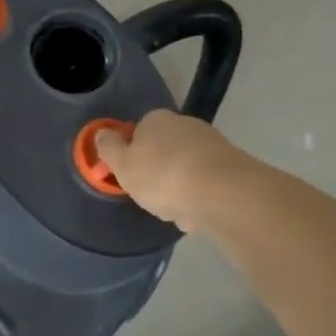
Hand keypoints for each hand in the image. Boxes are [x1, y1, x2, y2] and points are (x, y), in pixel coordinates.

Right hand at [95, 109, 247, 233]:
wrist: (222, 192)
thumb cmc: (161, 176)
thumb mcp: (122, 165)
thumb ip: (108, 148)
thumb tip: (102, 133)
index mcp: (156, 120)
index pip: (137, 132)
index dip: (131, 156)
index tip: (130, 177)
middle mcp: (185, 124)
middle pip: (163, 151)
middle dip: (158, 174)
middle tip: (152, 198)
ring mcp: (212, 143)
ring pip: (186, 169)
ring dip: (180, 189)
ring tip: (177, 213)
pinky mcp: (233, 164)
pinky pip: (206, 182)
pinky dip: (199, 197)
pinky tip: (196, 216)